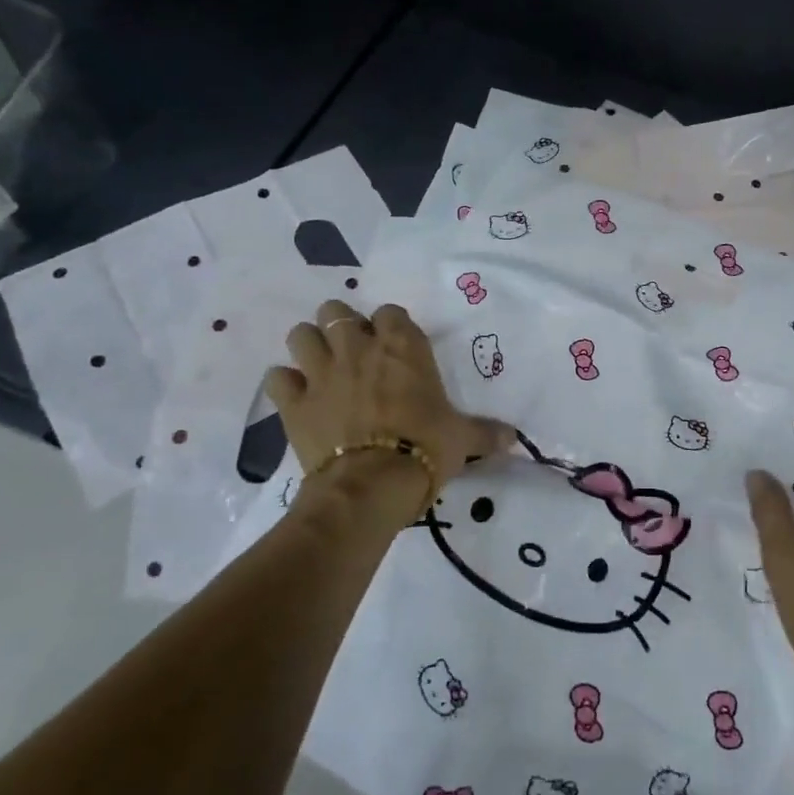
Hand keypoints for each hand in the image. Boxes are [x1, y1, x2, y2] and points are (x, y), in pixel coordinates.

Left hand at [264, 299, 513, 530]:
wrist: (372, 483)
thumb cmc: (426, 449)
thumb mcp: (462, 439)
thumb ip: (486, 432)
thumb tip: (516, 440)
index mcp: (403, 346)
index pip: (391, 312)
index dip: (390, 327)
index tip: (395, 346)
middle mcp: (359, 348)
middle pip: (336, 311)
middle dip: (341, 326)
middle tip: (353, 352)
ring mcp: (321, 371)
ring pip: (300, 334)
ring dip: (309, 346)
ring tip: (320, 367)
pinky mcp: (293, 402)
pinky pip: (277, 378)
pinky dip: (285, 385)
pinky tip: (297, 398)